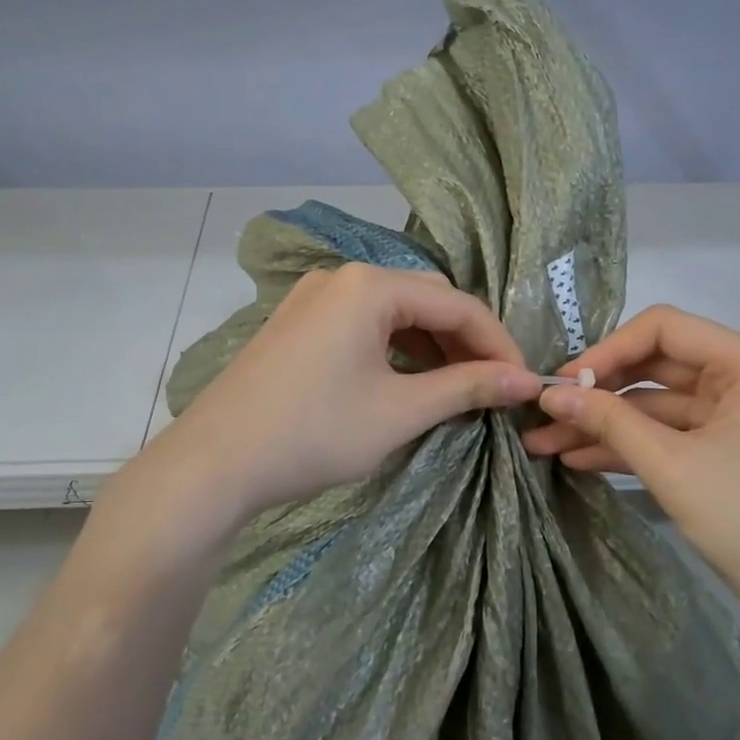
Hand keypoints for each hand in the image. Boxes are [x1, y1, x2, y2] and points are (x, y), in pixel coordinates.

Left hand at [160, 263, 541, 521]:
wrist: (215, 462)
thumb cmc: (315, 432)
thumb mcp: (400, 411)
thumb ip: (467, 388)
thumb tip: (525, 380)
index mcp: (370, 285)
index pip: (457, 304)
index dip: (498, 343)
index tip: (525, 383)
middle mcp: (342, 277)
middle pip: (426, 300)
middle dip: (465, 341)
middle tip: (492, 386)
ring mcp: (314, 298)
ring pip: (394, 312)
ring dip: (431, 345)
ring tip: (458, 387)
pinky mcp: (299, 323)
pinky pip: (363, 324)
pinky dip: (396, 349)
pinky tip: (409, 380)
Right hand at [521, 305, 739, 639]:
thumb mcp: (672, 467)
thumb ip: (610, 421)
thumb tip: (552, 394)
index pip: (663, 329)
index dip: (608, 350)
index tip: (563, 383)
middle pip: (654, 366)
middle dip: (598, 391)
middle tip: (545, 413)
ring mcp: (731, 417)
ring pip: (653, 406)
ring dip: (603, 423)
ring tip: (544, 442)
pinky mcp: (722, 452)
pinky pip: (666, 436)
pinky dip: (626, 446)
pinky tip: (577, 458)